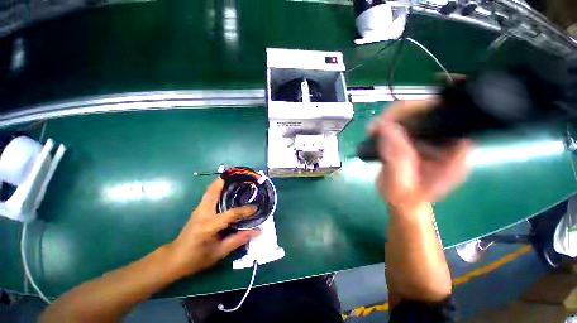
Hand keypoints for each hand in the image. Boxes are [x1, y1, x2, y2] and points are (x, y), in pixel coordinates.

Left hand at [165, 178, 259, 277]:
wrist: (174, 259)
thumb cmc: (197, 258)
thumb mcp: (220, 252)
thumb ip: (239, 239)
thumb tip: (258, 231)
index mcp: (209, 225)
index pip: (231, 214)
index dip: (245, 210)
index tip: (255, 208)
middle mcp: (203, 213)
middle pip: (214, 191)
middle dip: (227, 181)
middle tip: (241, 178)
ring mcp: (199, 209)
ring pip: (211, 190)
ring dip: (223, 182)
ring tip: (236, 179)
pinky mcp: (198, 208)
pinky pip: (209, 194)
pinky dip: (218, 187)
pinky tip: (228, 188)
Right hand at [370, 100, 471, 210]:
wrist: (401, 201)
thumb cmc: (405, 196)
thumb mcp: (400, 179)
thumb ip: (396, 155)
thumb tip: (385, 127)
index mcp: (454, 151)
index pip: (453, 117)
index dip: (438, 103)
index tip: (420, 94)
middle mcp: (446, 140)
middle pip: (431, 110)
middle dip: (404, 112)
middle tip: (380, 123)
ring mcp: (430, 138)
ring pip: (416, 114)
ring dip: (393, 117)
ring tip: (374, 129)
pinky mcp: (416, 138)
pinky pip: (405, 122)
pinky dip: (389, 123)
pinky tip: (377, 130)